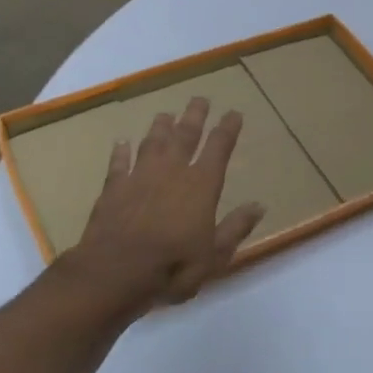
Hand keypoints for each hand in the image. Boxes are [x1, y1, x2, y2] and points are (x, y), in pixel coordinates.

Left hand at [65, 96, 264, 313]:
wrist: (114, 272)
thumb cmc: (173, 266)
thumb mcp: (215, 255)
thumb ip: (236, 227)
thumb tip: (259, 206)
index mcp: (201, 185)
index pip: (218, 148)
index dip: (227, 129)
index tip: (234, 113)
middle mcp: (172, 172)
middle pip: (185, 135)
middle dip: (195, 116)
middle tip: (200, 99)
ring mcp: (140, 176)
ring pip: (152, 143)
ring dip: (160, 127)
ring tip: (165, 114)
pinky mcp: (113, 188)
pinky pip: (118, 163)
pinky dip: (121, 151)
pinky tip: (121, 142)